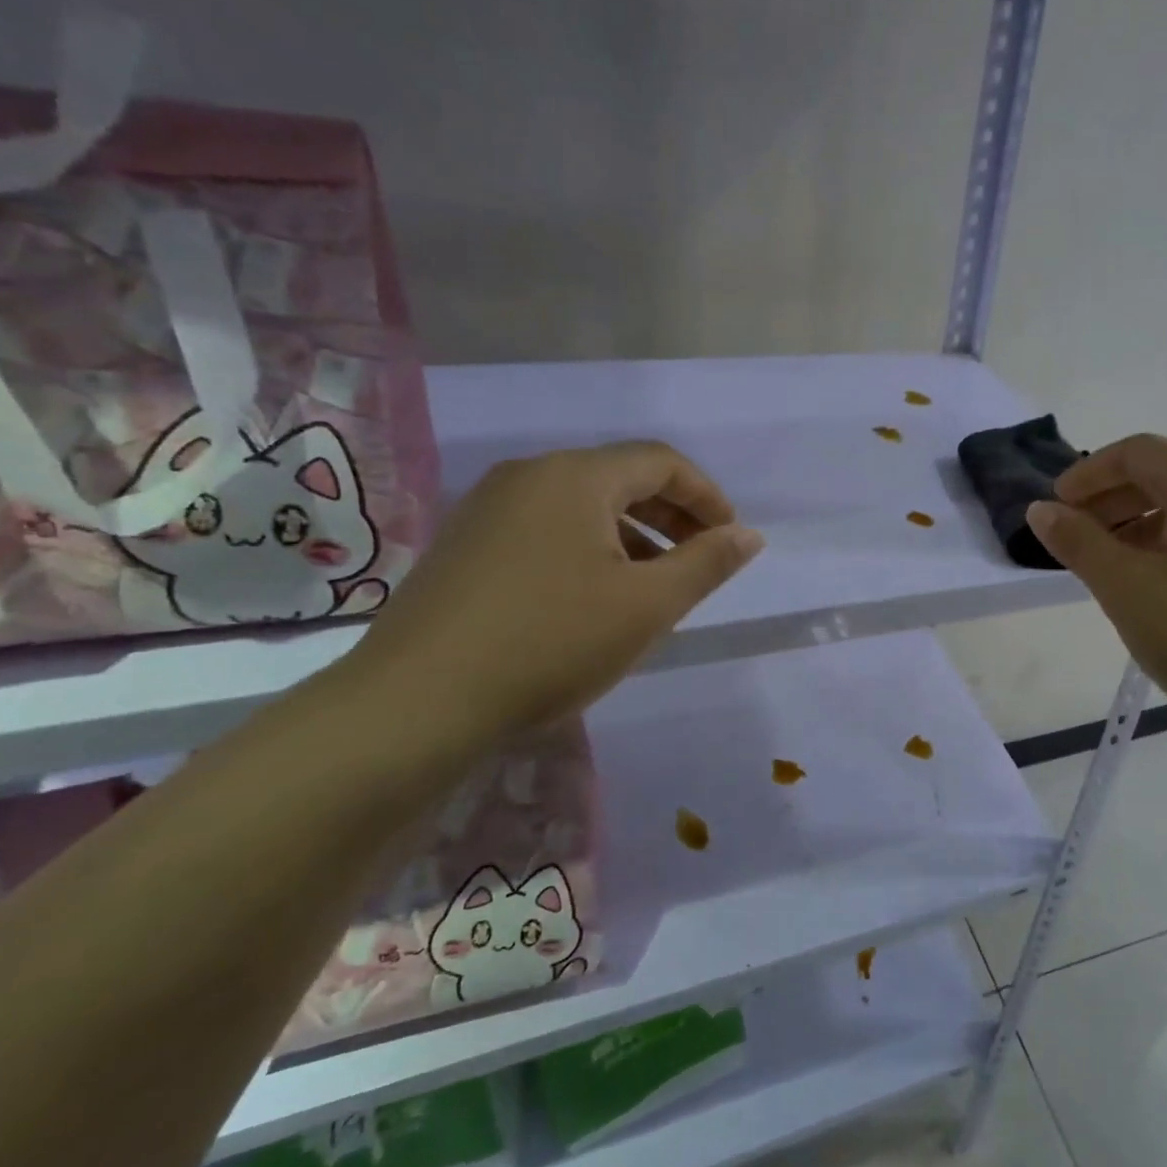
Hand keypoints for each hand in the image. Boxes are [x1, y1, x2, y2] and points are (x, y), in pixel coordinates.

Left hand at [340, 442, 762, 753]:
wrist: (416, 704)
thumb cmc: (551, 642)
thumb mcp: (647, 605)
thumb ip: (707, 563)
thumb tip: (749, 535)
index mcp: (575, 477)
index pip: (661, 462)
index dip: (707, 497)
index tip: (730, 539)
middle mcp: (529, 476)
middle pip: (620, 478)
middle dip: (671, 517)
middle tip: (699, 562)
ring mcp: (488, 509)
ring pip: (581, 507)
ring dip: (631, 536)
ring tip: (652, 587)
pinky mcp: (464, 545)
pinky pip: (546, 530)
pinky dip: (587, 550)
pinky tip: (592, 599)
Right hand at [1027, 433, 1166, 751]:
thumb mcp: (1126, 587)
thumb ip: (1077, 542)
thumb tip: (1040, 510)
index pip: (1138, 452)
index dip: (1088, 473)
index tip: (1055, 506)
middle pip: (1166, 478)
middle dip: (1111, 503)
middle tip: (1075, 541)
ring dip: (1140, 530)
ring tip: (1110, 571)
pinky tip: (1159, 592)